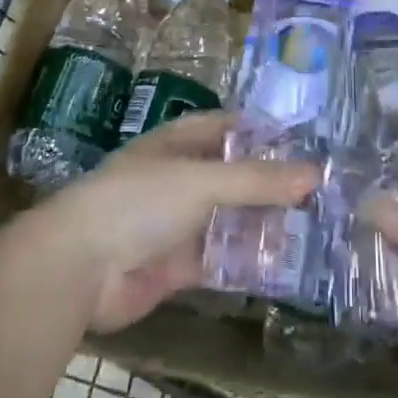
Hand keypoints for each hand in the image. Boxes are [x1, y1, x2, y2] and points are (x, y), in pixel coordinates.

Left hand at [45, 113, 317, 333]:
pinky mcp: (174, 266)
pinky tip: (282, 265)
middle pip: (232, 177)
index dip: (262, 133)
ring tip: (311, 228)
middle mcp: (177, 179)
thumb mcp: (203, 181)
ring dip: (261, 224)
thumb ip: (258, 180)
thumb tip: (316, 174)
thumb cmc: (138, 202)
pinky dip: (245, 261)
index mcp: (177, 144)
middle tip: (318, 193)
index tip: (304, 143)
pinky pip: (219, 259)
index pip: (226, 128)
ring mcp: (175, 224)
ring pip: (228, 219)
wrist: (78, 269)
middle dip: (269, 185)